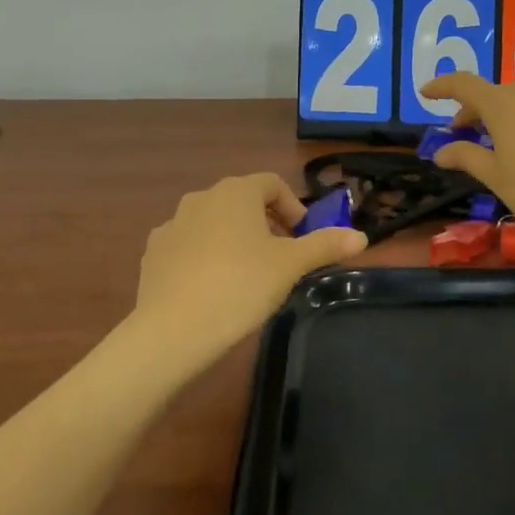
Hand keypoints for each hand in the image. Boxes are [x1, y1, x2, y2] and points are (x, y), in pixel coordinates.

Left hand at [135, 173, 366, 361]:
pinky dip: (205, 256)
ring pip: (214, 223)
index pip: (272, 184)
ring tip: (248, 275)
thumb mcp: (291, 266)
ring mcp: (172, 224)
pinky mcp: (154, 253)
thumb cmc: (241, 286)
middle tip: (282, 258)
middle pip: (242, 201)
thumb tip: (361, 236)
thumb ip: (325, 245)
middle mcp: (201, 197)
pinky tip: (213, 288)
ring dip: (235, 239)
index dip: (294, 207)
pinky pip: (189, 245)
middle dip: (266, 224)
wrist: (173, 330)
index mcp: (236, 192)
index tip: (303, 238)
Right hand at [420, 73, 514, 247]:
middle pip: (492, 92)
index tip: (426, 93)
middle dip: (473, 110)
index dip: (442, 86)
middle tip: (463, 135)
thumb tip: (440, 152)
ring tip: (499, 140)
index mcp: (501, 105)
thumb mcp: (496, 177)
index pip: (463, 84)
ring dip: (502, 112)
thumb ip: (466, 157)